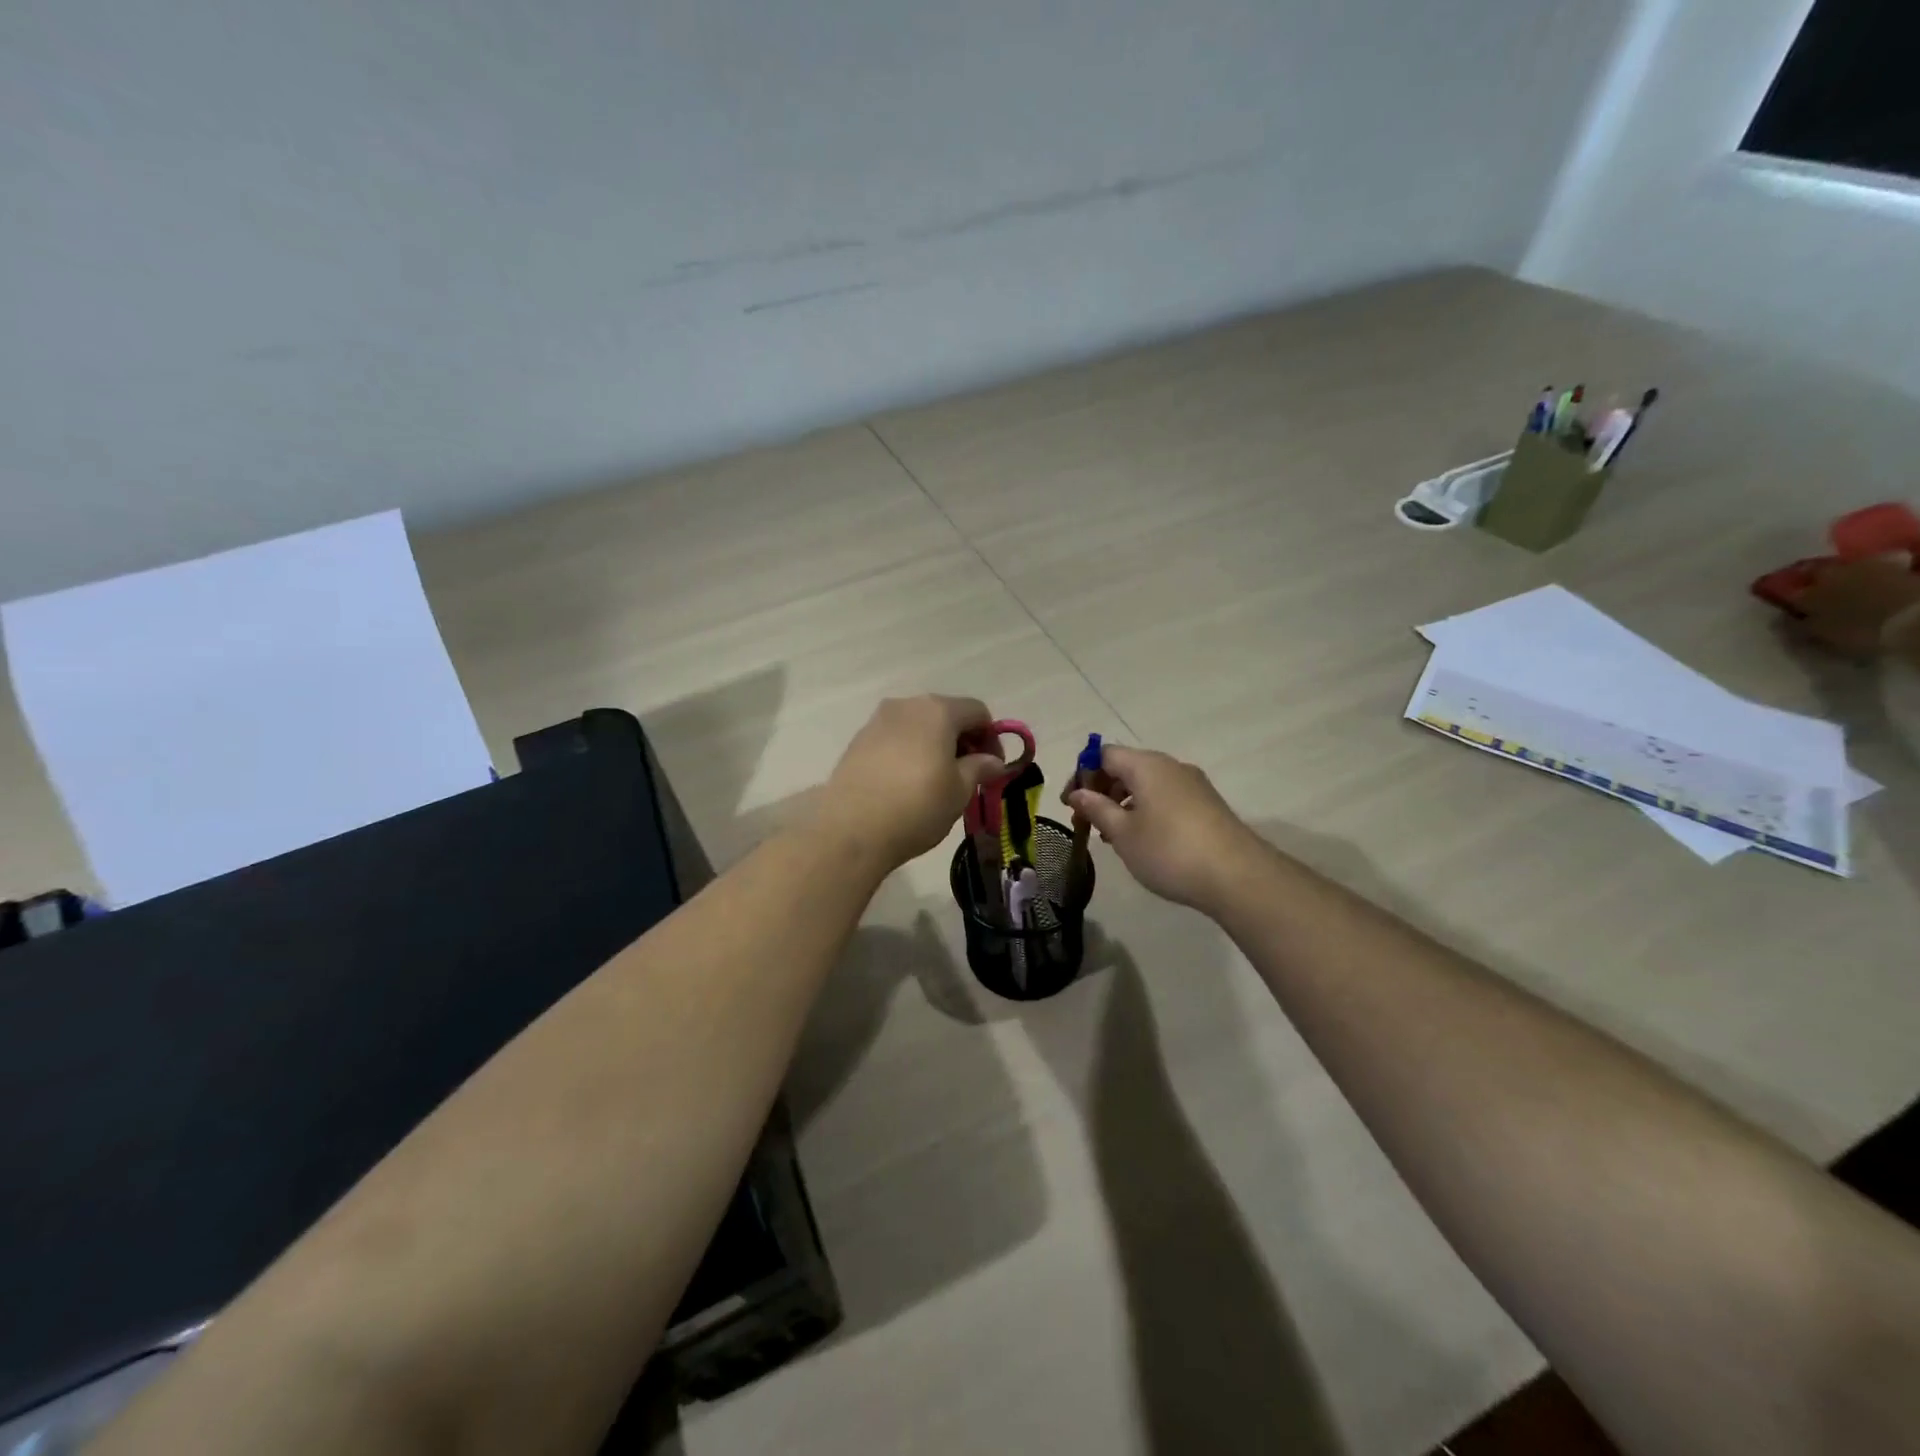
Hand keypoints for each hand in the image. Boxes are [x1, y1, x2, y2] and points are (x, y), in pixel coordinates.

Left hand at [816, 696, 1007, 870]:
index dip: (992, 737)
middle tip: (969, 775)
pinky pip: (895, 739)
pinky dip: (909, 752)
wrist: (850, 830)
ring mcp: (877, 721)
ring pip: (918, 725)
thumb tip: (992, 761)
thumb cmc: (916, 806)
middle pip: (946, 714)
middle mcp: (906, 705)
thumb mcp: (959, 791)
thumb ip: (979, 768)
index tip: (993, 768)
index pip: (977, 712)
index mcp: (938, 711)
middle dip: (962, 740)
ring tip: (937, 781)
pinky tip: (908, 782)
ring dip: (935, 745)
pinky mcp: (857, 741)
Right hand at [1066, 744, 1266, 913]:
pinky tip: (1143, 840)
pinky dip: (1146, 811)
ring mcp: (1193, 785)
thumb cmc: (1169, 851)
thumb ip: (1097, 809)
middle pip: (1126, 767)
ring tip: (1113, 836)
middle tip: (1087, 822)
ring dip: (1123, 803)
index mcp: (1146, 765)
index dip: (1083, 775)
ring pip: (1147, 784)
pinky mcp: (1207, 805)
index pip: (1104, 754)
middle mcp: (1171, 766)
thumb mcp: (1123, 833)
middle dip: (1102, 791)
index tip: (1071, 804)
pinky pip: (1166, 797)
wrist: (1237, 876)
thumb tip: (1078, 793)